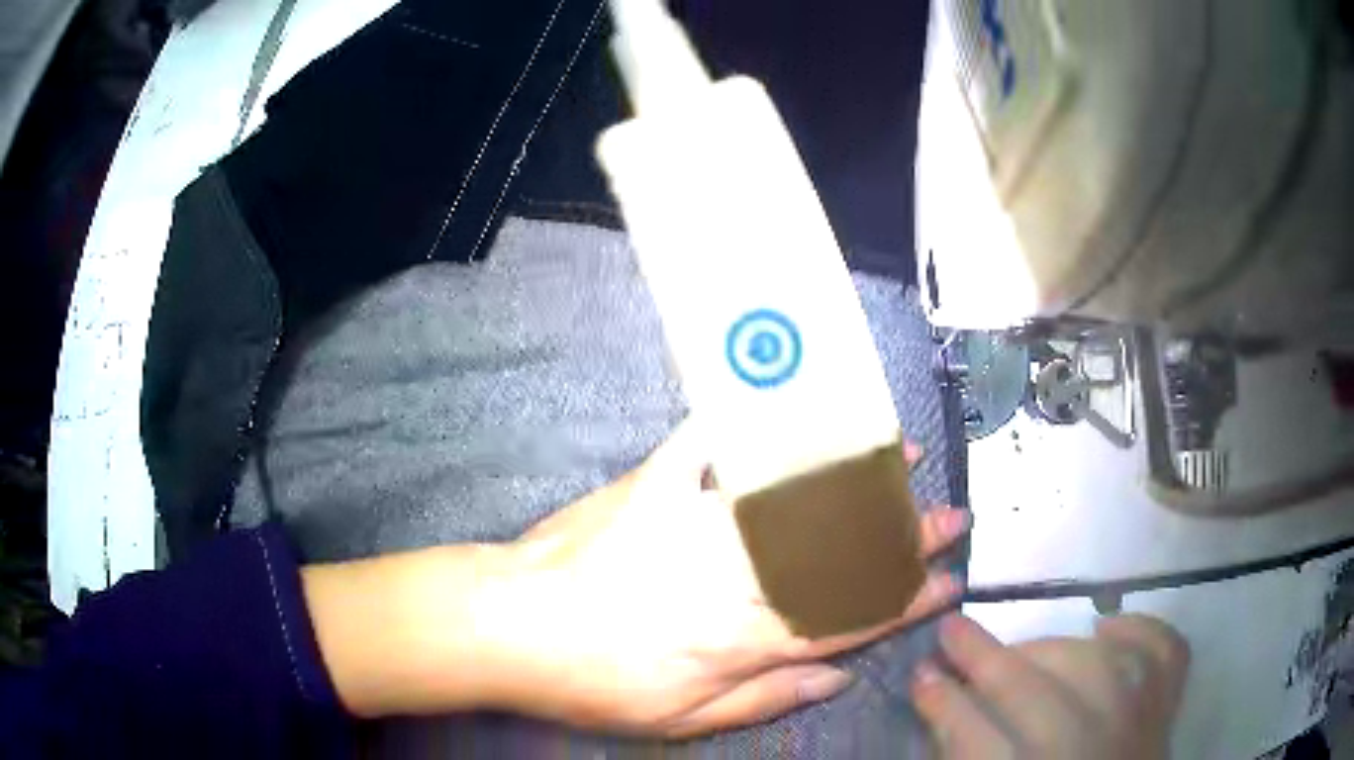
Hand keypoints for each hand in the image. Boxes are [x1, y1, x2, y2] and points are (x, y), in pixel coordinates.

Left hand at [477, 422, 968, 736]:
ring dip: (857, 480)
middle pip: (838, 556)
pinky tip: (800, 409)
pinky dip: (761, 425)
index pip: (847, 620)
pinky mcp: (661, 484)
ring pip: (797, 500)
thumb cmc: (592, 683)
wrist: (512, 626)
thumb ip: (764, 697)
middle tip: (949, 520)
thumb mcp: (678, 720)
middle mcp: (736, 578)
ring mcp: (700, 523)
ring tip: (902, 461)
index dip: (905, 603)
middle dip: (904, 540)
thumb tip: (834, 676)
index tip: (946, 585)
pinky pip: (714, 444)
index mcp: (742, 641)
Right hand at [911, 614, 1189, 758]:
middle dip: (986, 660)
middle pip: (1037, 697)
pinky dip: (1140, 631)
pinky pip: (1164, 655)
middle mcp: (1092, 755)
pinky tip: (1106, 629)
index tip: (919, 672)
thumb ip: (968, 753)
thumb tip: (937, 700)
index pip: (979, 745)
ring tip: (1023, 647)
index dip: (946, 706)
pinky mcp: (1166, 712)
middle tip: (952, 632)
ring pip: (1099, 665)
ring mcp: (1140, 729)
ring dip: (1051, 646)